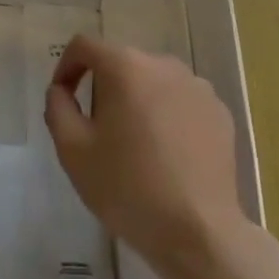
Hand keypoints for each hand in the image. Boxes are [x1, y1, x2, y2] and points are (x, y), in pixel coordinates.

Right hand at [44, 34, 250, 268]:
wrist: (198, 232)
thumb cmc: (126, 187)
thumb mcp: (72, 149)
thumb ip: (58, 107)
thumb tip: (61, 90)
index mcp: (126, 67)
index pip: (85, 46)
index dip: (66, 67)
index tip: (63, 98)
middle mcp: (164, 65)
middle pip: (121, 64)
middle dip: (102, 89)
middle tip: (96, 131)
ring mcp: (198, 88)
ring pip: (153, 83)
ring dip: (136, 102)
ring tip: (133, 145)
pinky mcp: (220, 113)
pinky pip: (181, 102)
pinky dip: (166, 117)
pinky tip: (165, 155)